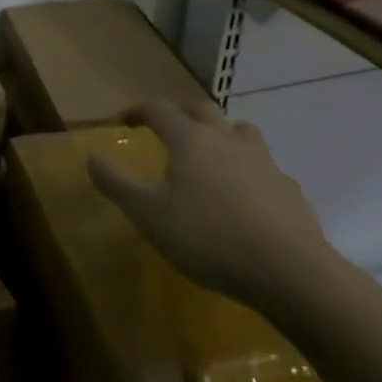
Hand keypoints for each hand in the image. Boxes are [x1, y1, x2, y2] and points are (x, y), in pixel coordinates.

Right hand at [88, 101, 343, 308]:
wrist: (290, 271)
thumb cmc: (208, 237)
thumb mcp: (148, 214)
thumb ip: (116, 183)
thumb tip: (91, 155)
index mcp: (190, 139)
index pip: (158, 109)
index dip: (137, 110)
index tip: (122, 120)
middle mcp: (227, 138)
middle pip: (201, 109)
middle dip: (179, 112)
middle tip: (165, 126)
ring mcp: (263, 161)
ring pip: (238, 131)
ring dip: (219, 133)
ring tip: (209, 153)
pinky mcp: (288, 188)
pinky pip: (263, 167)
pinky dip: (247, 170)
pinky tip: (244, 196)